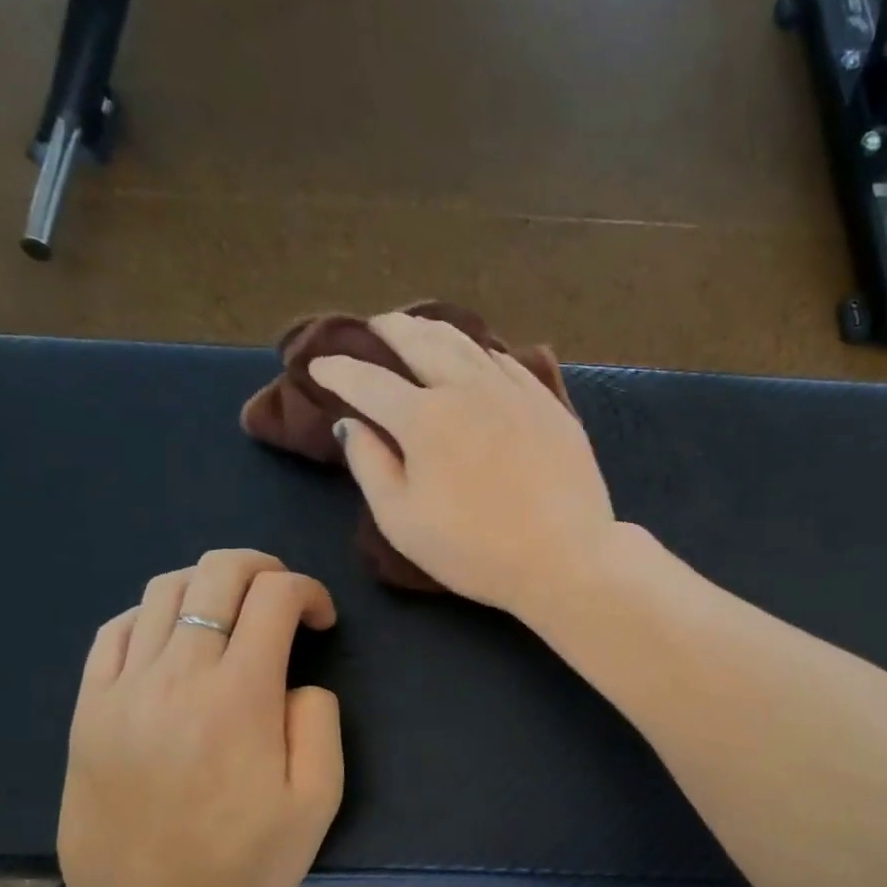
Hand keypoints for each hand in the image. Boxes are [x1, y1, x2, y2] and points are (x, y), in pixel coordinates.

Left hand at [57, 549, 341, 886]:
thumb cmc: (243, 861)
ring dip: (210, 585)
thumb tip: (298, 683)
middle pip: (216, 573)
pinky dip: (155, 614)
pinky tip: (176, 640)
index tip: (321, 621)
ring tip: (233, 614)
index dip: (308, 591)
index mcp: (241, 696)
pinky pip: (117, 628)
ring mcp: (124, 687)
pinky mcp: (89, 706)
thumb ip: (321, 725)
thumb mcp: (317, 802)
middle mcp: (179, 675)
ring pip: (165, 591)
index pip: (275, 597)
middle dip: (262, 567)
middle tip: (283, 596)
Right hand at [307, 312, 621, 615]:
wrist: (566, 559)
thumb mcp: (404, 523)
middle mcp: (467, 389)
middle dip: (389, 330)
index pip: (367, 381)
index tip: (320, 366)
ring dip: (434, 330)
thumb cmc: (477, 552)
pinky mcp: (549, 405)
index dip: (338, 370)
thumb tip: (352, 424)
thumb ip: (370, 467)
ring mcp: (514, 392)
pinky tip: (480, 357)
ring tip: (419, 329)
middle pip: (420, 341)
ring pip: (467, 343)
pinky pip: (508, 363)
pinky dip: (482, 352)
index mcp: (423, 418)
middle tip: (374, 327)